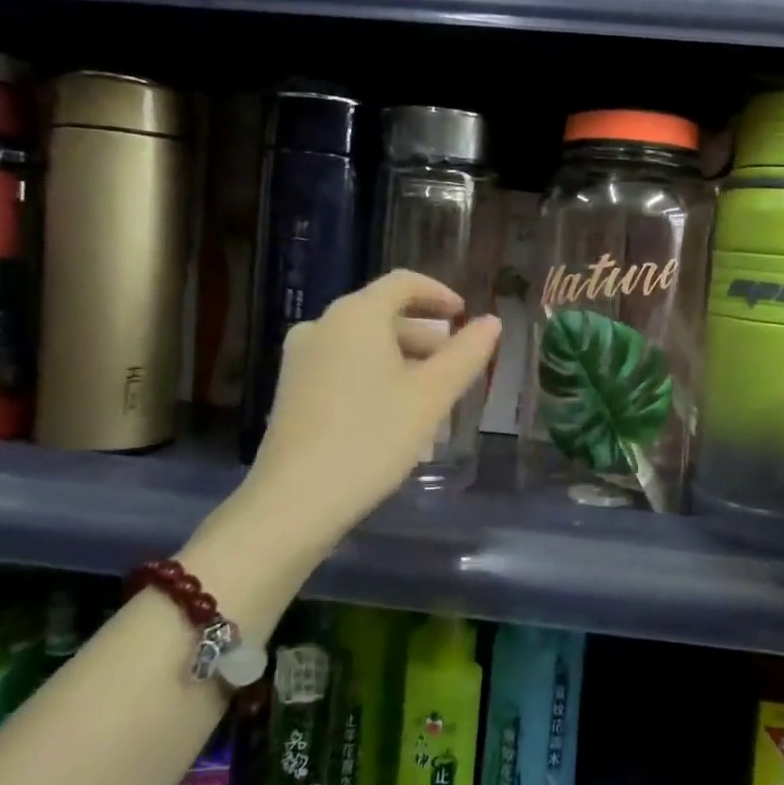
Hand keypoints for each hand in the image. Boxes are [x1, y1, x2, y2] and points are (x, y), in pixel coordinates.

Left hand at [241, 270, 499, 537]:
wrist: (295, 501)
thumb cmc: (372, 438)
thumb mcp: (431, 396)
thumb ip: (466, 354)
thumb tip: (492, 322)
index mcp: (355, 315)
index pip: (403, 283)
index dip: (439, 294)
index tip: (465, 315)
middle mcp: (322, 325)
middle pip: (382, 314)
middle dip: (424, 335)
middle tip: (455, 366)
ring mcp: (300, 358)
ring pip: (363, 343)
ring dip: (402, 359)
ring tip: (431, 397)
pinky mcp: (291, 389)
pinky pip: (343, 365)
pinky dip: (375, 375)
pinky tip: (394, 413)